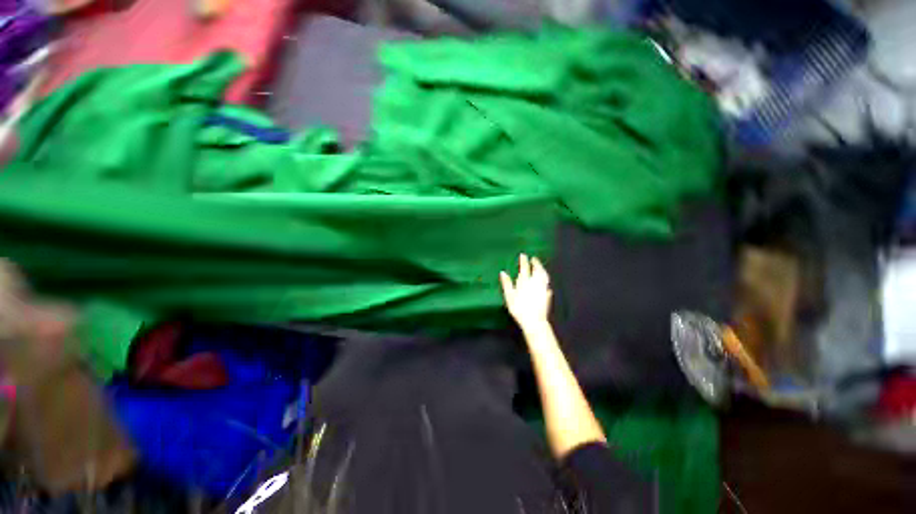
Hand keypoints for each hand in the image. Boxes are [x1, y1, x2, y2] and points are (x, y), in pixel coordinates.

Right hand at [500, 254, 552, 330]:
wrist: (534, 321)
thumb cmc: (519, 308)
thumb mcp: (509, 296)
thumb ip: (507, 283)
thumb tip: (503, 272)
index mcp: (525, 281)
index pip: (525, 268)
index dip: (524, 261)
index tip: (523, 255)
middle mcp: (535, 283)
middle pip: (537, 270)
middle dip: (536, 263)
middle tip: (534, 258)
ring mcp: (542, 289)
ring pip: (544, 276)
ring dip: (542, 270)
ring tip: (541, 268)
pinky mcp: (547, 296)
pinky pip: (547, 286)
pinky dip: (546, 282)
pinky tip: (546, 284)